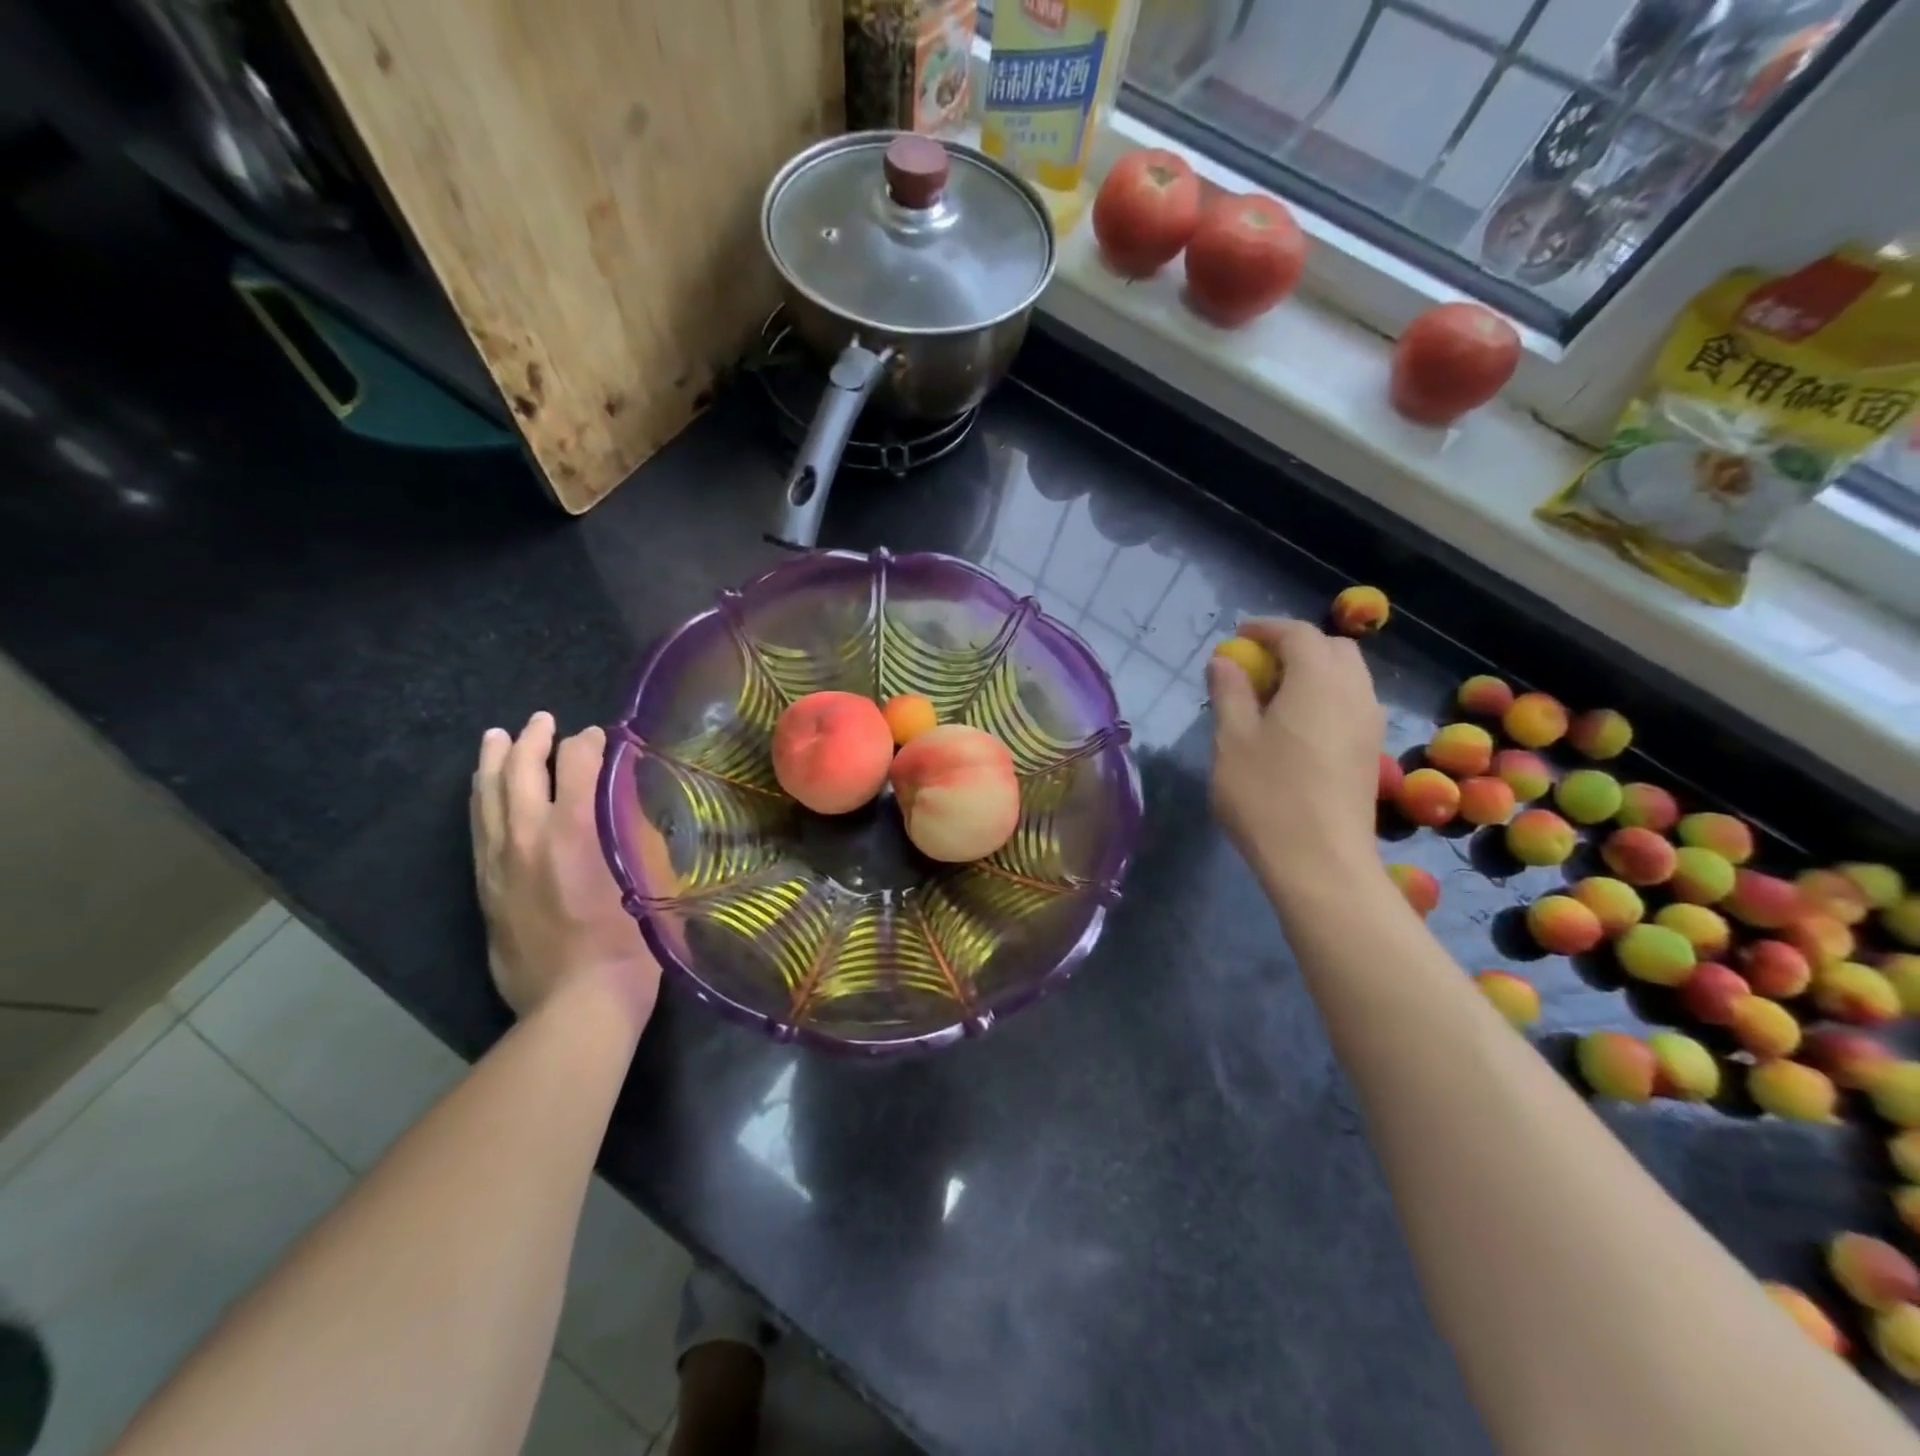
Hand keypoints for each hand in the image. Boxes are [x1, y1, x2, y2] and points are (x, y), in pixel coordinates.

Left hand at [470, 712, 660, 1024]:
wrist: (577, 1002)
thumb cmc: (631, 941)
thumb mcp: (652, 878)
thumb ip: (638, 834)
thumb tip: (629, 805)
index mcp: (576, 829)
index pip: (577, 764)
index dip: (589, 743)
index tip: (601, 737)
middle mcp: (529, 836)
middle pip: (520, 770)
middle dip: (532, 739)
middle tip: (542, 721)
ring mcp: (499, 863)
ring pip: (487, 797)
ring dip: (493, 762)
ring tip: (497, 738)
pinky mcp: (485, 888)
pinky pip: (477, 830)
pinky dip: (481, 800)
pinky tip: (484, 792)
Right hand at [1205, 619, 1384, 890]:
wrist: (1320, 862)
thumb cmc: (1267, 795)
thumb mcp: (1232, 740)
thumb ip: (1229, 693)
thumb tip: (1224, 660)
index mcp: (1318, 681)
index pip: (1298, 634)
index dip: (1266, 628)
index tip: (1237, 637)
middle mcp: (1354, 693)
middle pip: (1332, 649)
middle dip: (1295, 646)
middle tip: (1257, 667)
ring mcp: (1369, 724)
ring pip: (1347, 677)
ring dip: (1312, 672)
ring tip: (1273, 697)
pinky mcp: (1370, 752)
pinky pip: (1351, 704)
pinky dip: (1325, 697)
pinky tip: (1295, 727)